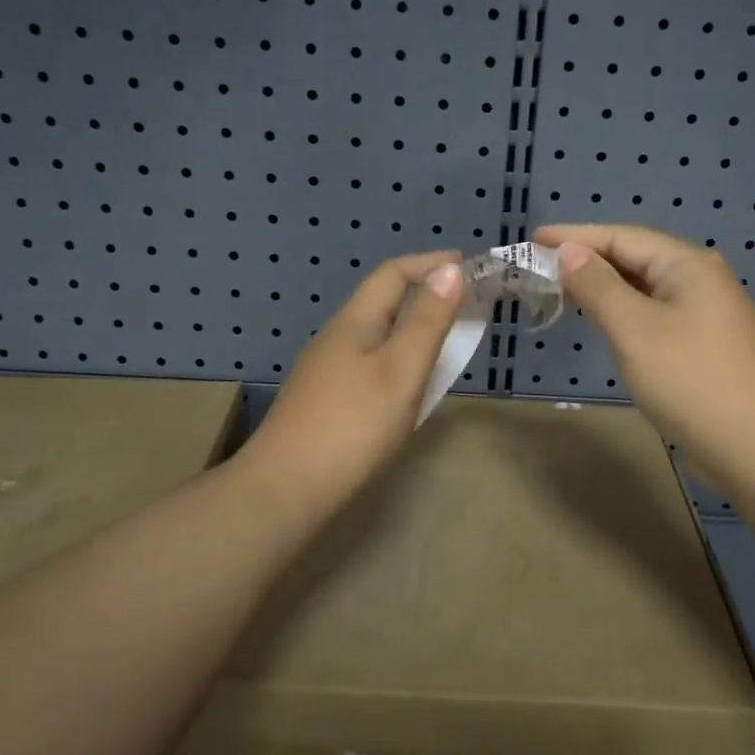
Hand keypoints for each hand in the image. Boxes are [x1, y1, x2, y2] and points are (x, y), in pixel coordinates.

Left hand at [239, 250, 465, 512]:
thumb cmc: (352, 426)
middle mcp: (335, 338)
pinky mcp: (323, 401)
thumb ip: (427, 322)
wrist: (285, 490)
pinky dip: (397, 358)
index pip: (393, 274)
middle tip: (464, 307)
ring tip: (443, 343)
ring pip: (374, 335)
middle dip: (423, 295)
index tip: (469, 267)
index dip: (431, 264)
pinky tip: (406, 386)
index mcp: (353, 322)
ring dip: (410, 328)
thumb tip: (450, 270)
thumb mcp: (401, 371)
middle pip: (381, 301)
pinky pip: (367, 363)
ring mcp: (324, 371)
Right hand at [534, 223, 754, 486]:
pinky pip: (658, 308)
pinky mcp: (709, 339)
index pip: (622, 236)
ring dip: (607, 283)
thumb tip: (570, 252)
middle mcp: (703, 277)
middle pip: (638, 255)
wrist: (752, 445)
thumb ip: (598, 285)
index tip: (535, 239)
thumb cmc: (688, 380)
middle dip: (590, 257)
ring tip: (567, 286)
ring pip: (648, 284)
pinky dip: (627, 306)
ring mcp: (710, 309)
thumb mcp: (634, 329)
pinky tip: (608, 316)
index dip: (576, 237)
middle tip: (544, 264)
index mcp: (688, 265)